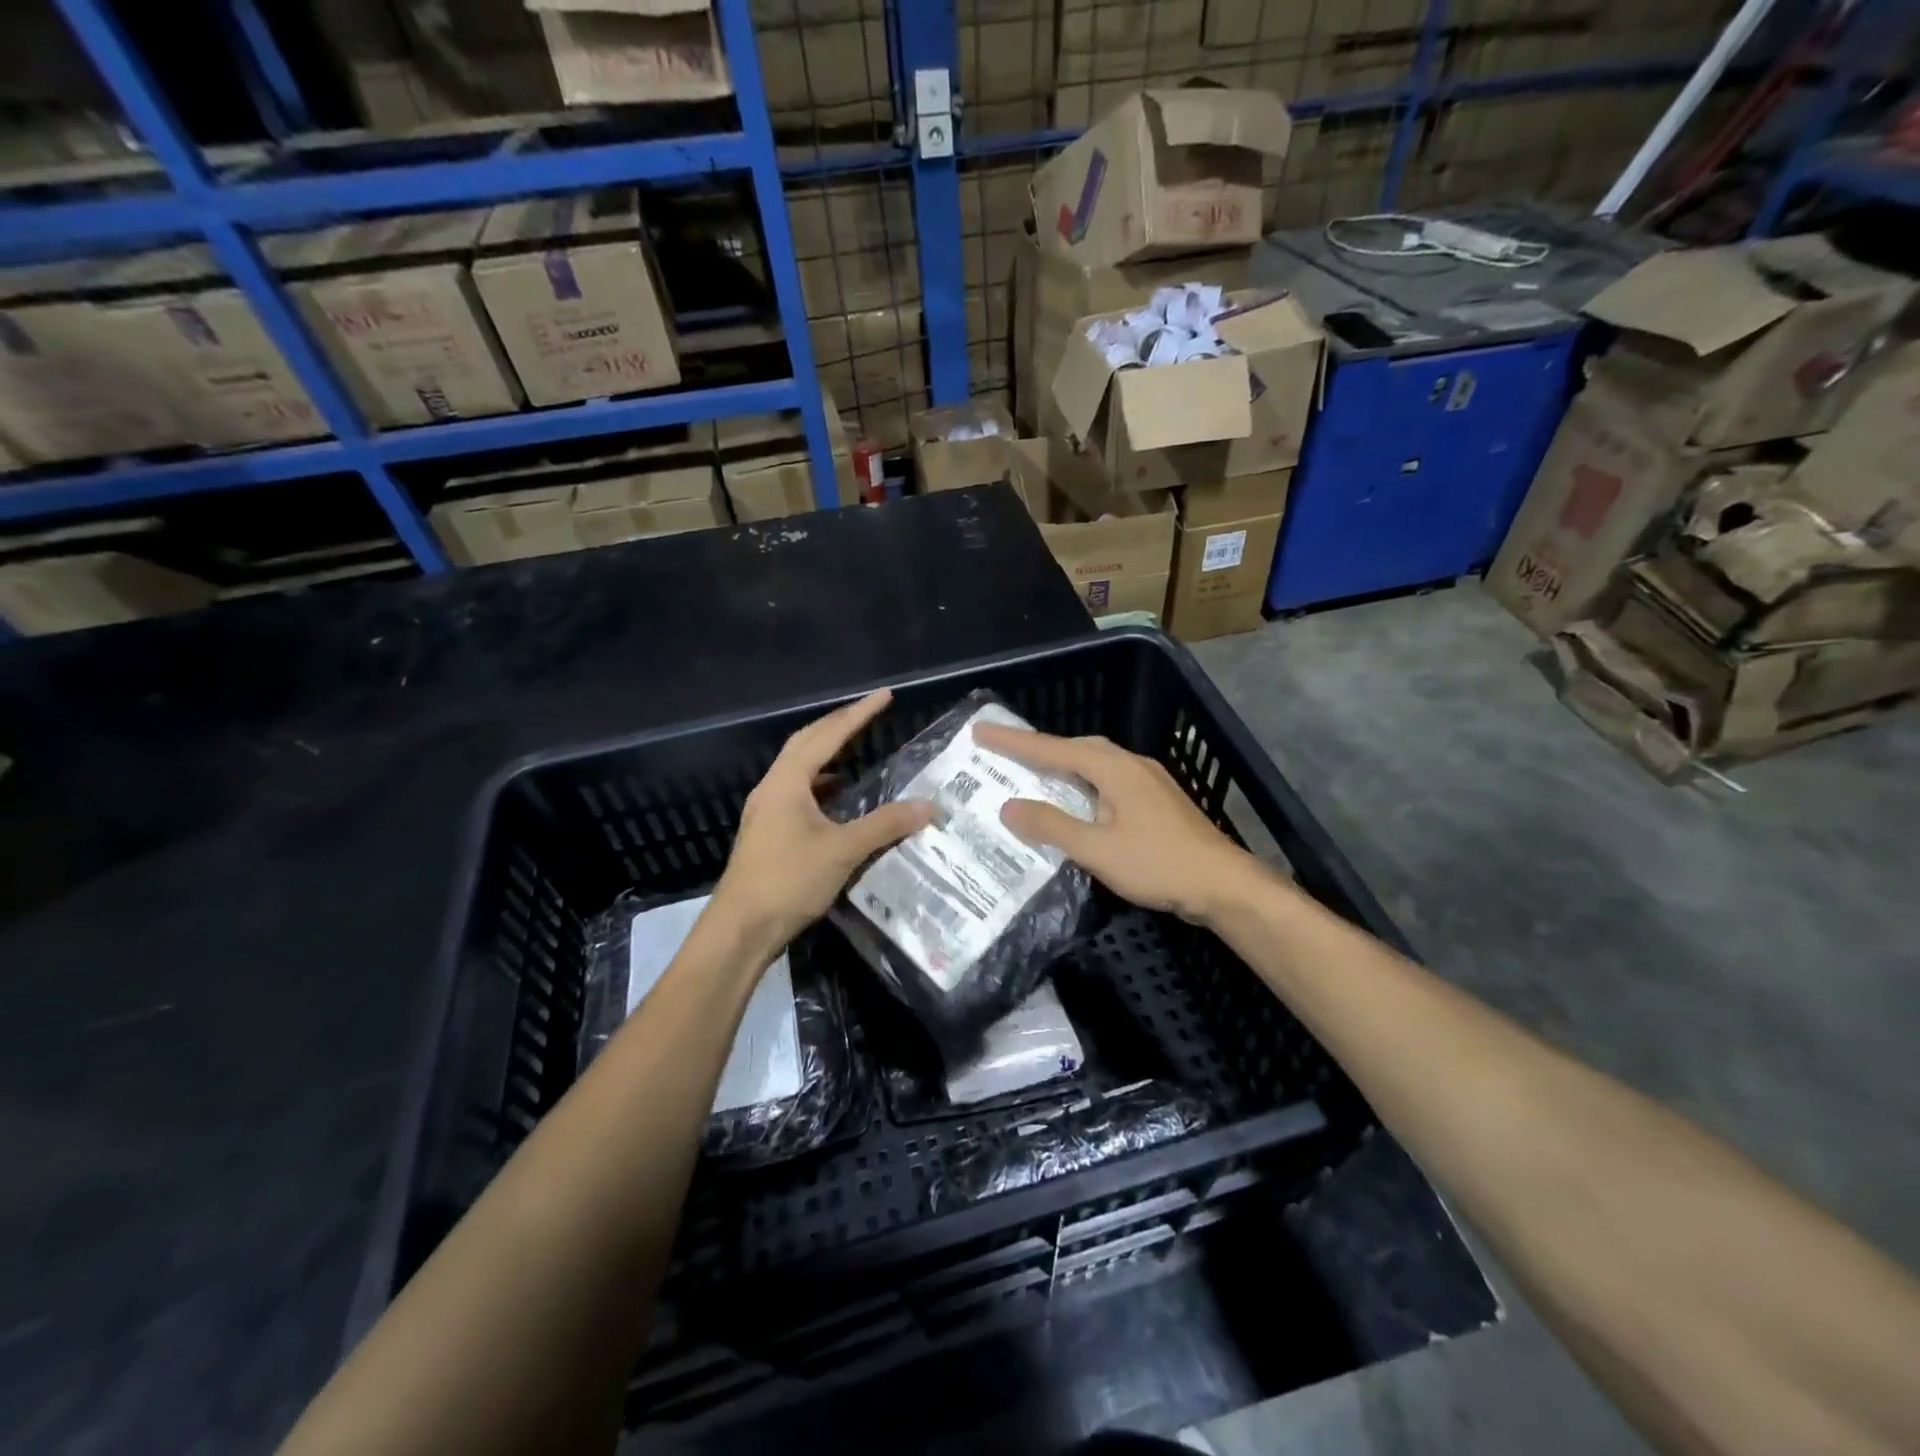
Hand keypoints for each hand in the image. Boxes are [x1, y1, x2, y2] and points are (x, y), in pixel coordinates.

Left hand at [713, 689, 933, 952]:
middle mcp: (773, 788)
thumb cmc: (788, 881)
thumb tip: (929, 806)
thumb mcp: (842, 851)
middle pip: (806, 742)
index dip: (858, 714)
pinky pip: (797, 791)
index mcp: (787, 782)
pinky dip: (821, 783)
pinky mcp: (768, 831)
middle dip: (838, 724)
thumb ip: (886, 825)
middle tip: (869, 713)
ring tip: (856, 748)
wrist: (740, 929)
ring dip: (826, 753)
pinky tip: (838, 797)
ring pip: (799, 768)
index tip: (885, 695)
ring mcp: (766, 810)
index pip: (827, 736)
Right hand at [972, 724, 1260, 925]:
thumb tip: (1008, 807)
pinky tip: (1077, 803)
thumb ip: (1051, 826)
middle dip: (1040, 748)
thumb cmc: (1158, 864)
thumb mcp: (1096, 849)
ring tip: (1035, 776)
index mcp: (1114, 768)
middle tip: (1006, 755)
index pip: (1053, 748)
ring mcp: (1149, 781)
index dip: (1014, 741)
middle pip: (1077, 747)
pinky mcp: (1157, 800)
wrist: (1223, 884)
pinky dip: (1083, 783)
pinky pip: (1109, 780)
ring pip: (1096, 762)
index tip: (981, 731)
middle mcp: (1131, 764)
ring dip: (1063, 765)